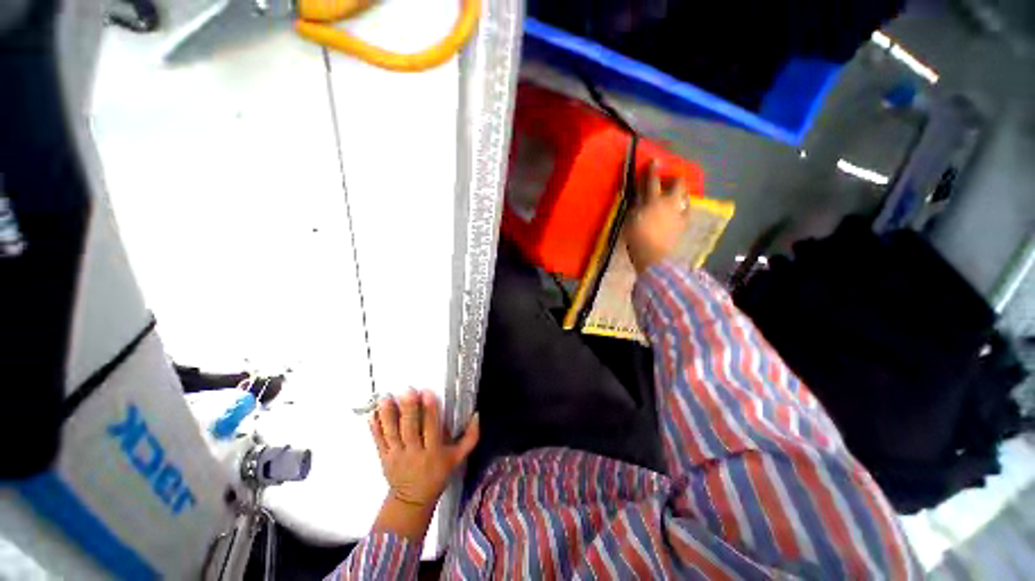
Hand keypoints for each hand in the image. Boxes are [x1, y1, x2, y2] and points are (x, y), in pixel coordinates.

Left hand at [370, 389, 479, 508]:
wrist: (413, 500)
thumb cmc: (439, 474)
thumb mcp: (459, 458)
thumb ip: (470, 437)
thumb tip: (476, 414)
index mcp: (434, 452)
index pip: (432, 429)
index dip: (430, 411)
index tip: (428, 393)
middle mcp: (414, 453)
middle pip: (410, 429)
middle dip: (409, 409)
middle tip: (407, 390)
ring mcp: (396, 456)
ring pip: (392, 434)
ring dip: (388, 415)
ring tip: (385, 398)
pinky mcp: (384, 458)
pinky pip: (378, 442)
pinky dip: (375, 428)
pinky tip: (371, 414)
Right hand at [624, 163, 689, 273]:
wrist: (653, 256)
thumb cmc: (637, 237)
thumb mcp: (630, 219)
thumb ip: (636, 206)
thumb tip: (639, 197)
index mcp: (654, 200)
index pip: (653, 180)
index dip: (652, 169)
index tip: (654, 160)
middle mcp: (670, 202)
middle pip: (677, 184)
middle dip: (674, 179)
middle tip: (667, 180)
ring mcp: (679, 213)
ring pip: (684, 195)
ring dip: (679, 192)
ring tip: (674, 195)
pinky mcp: (683, 223)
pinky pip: (686, 210)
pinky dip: (682, 206)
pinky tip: (678, 209)